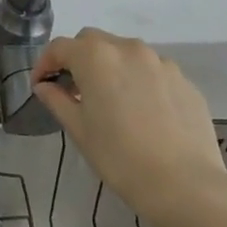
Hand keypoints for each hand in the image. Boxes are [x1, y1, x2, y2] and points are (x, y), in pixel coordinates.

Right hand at [33, 28, 226, 226]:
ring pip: (125, 53)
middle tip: (73, 90)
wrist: (186, 185)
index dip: (45, 64)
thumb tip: (45, 86)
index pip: (59, 48)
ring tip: (110, 99)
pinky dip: (138, 80)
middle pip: (92, 41)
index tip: (40, 85)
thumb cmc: (120, 157)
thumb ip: (57, 100)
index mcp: (95, 57)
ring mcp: (160, 62)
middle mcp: (128, 49)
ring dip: (110, 67)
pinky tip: (141, 111)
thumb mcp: (79, 130)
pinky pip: (152, 71)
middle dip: (77, 59)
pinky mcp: (184, 80)